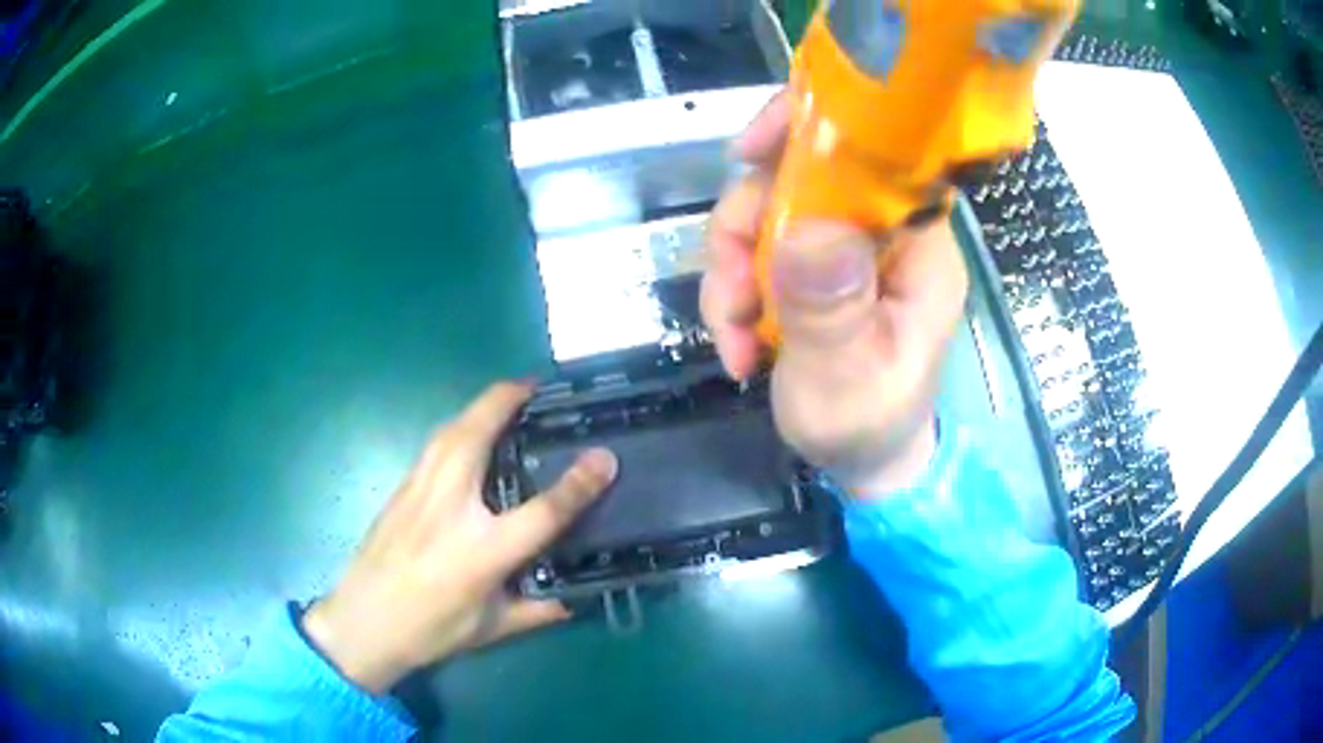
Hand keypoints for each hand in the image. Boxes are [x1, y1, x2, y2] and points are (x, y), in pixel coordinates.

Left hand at [303, 382, 617, 692]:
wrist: (361, 624)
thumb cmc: (429, 631)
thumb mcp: (491, 629)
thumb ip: (536, 610)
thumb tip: (574, 599)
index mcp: (481, 552)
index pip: (541, 511)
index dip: (578, 484)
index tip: (606, 458)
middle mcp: (449, 510)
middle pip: (476, 436)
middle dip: (505, 400)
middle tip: (535, 387)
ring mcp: (418, 493)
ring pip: (448, 431)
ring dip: (479, 406)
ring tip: (504, 399)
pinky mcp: (400, 491)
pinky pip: (433, 445)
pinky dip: (457, 427)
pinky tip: (466, 434)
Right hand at [700, 94, 968, 496]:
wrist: (864, 461)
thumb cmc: (869, 426)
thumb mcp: (846, 378)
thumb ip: (829, 308)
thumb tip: (805, 228)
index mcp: (919, 246)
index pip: (875, 152)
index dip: (809, 132)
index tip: (745, 153)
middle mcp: (886, 232)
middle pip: (801, 177)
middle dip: (747, 229)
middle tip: (729, 299)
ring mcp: (848, 247)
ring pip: (770, 212)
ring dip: (733, 268)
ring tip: (731, 335)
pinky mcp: (819, 267)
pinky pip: (762, 246)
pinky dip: (736, 286)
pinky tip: (737, 338)